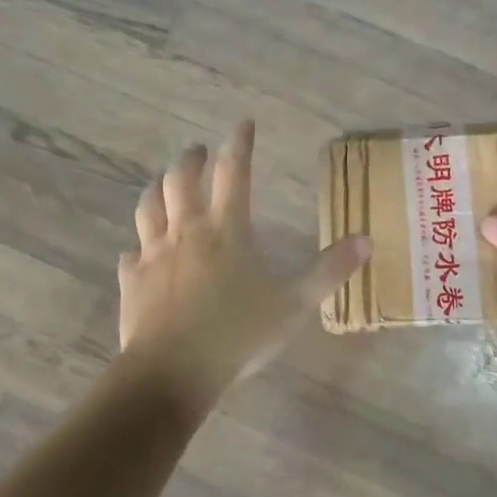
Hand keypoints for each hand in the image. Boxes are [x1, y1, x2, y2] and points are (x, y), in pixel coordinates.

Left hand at [119, 121, 369, 399]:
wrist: (172, 372)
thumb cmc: (238, 334)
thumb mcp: (295, 304)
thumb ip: (330, 271)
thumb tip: (366, 240)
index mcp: (227, 230)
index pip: (234, 173)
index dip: (239, 144)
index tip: (243, 124)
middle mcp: (187, 232)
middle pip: (181, 180)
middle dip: (190, 159)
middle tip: (197, 152)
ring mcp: (153, 255)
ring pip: (148, 207)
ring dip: (157, 189)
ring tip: (163, 184)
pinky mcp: (132, 281)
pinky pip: (130, 254)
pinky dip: (137, 245)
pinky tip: (138, 250)